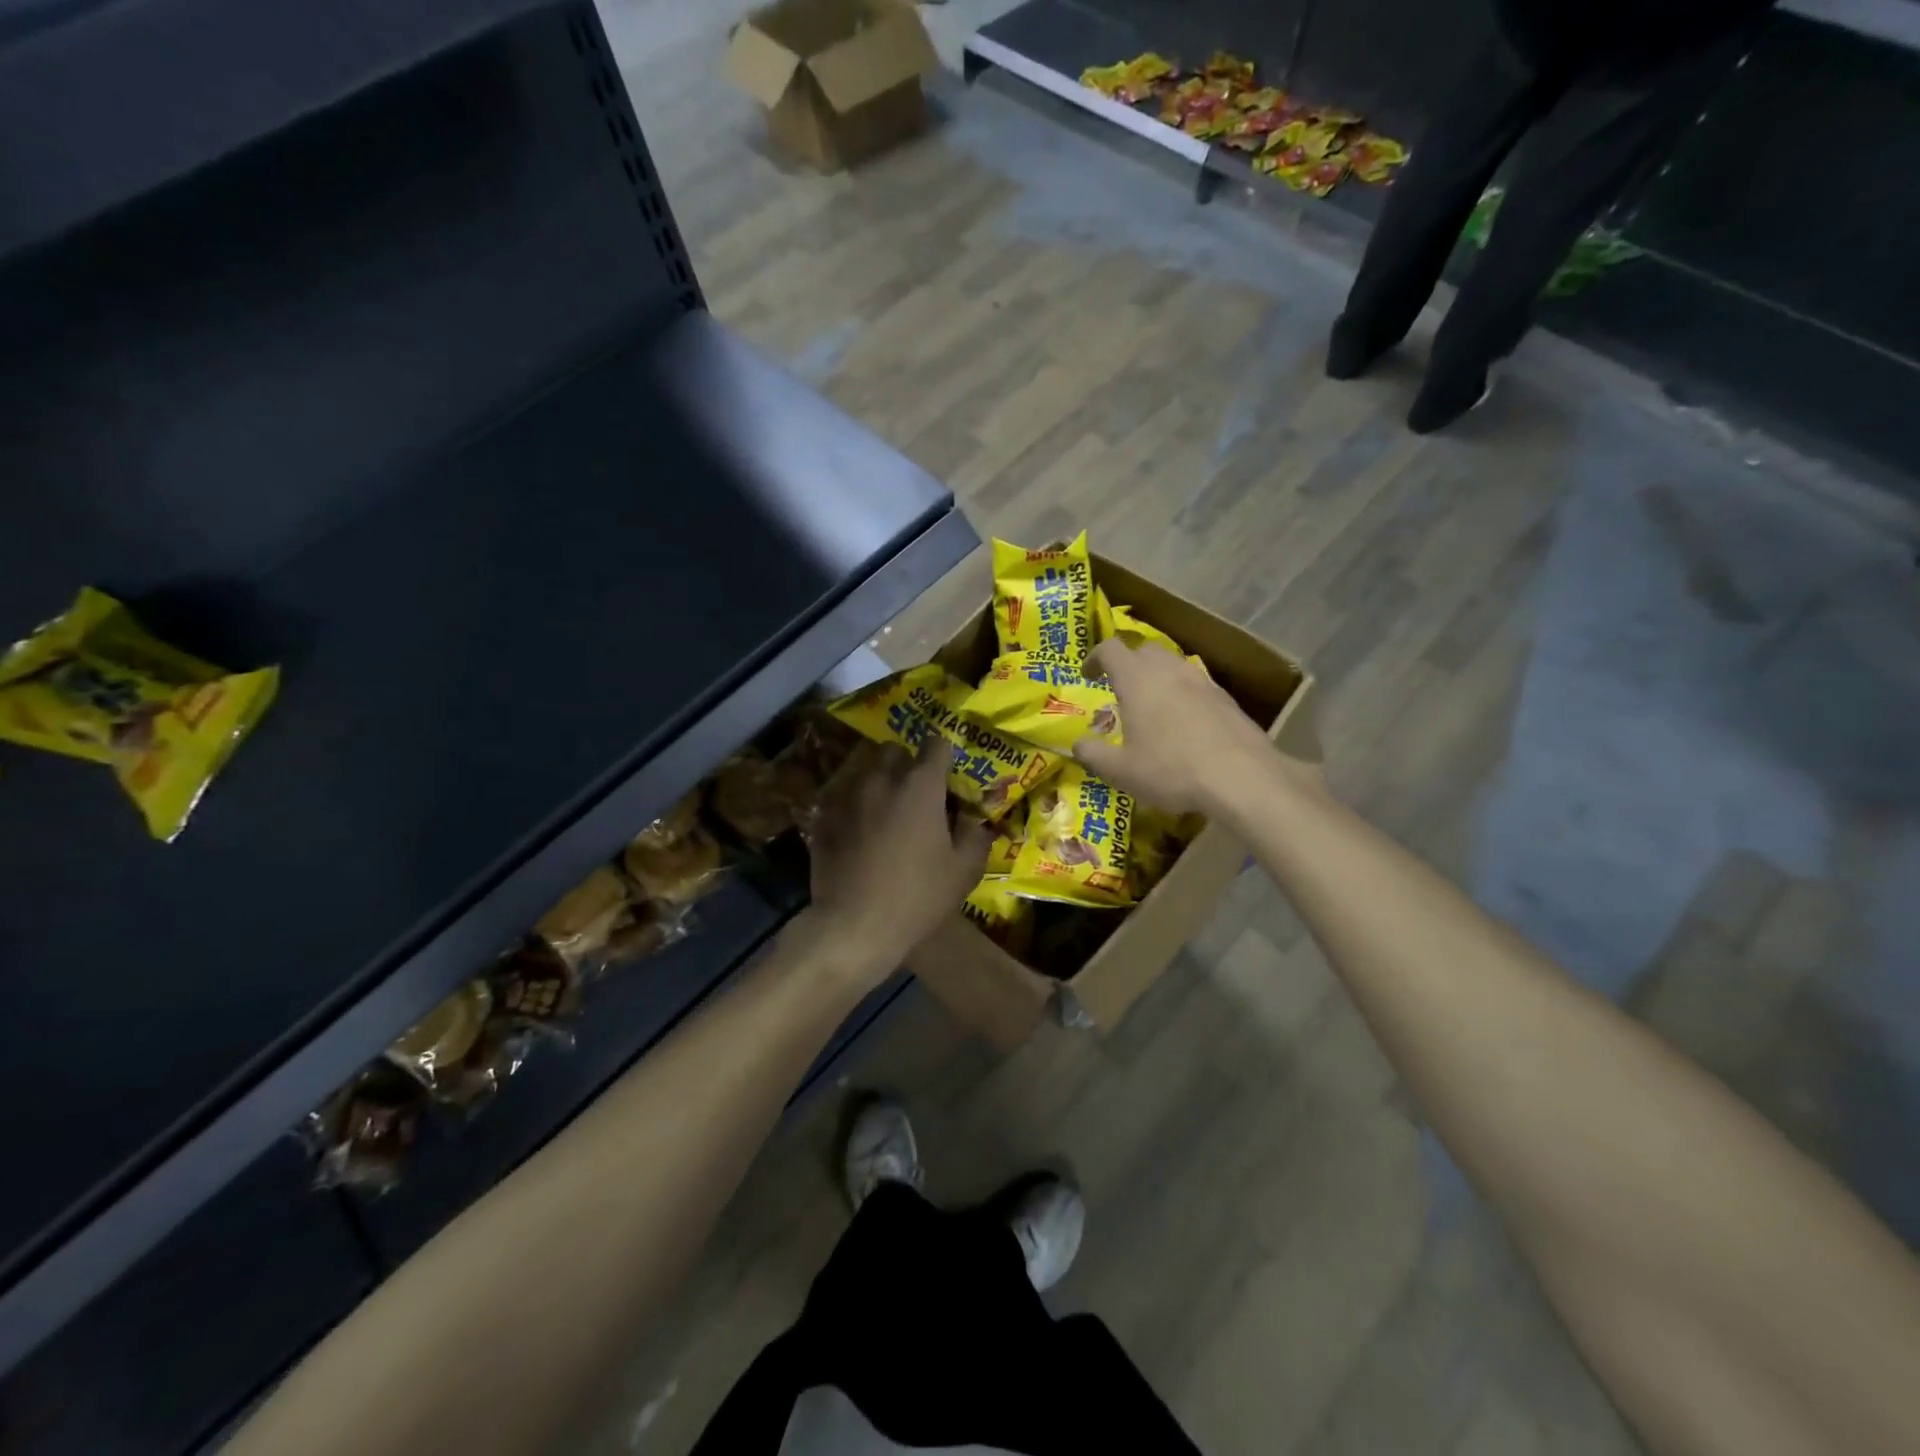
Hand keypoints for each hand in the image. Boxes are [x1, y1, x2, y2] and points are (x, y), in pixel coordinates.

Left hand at [805, 741, 990, 983]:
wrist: (854, 926)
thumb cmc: (917, 897)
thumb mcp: (964, 872)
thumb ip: (976, 836)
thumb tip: (976, 821)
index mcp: (920, 786)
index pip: (935, 744)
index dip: (944, 752)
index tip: (947, 770)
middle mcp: (882, 780)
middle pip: (894, 751)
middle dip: (906, 763)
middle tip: (916, 792)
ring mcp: (847, 797)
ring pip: (864, 772)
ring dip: (878, 782)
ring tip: (885, 810)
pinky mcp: (823, 818)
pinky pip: (841, 798)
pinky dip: (852, 806)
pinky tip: (857, 830)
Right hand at [1076, 640, 1289, 816]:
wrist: (1241, 777)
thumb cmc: (1170, 769)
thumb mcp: (1120, 770)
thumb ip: (1093, 754)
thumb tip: (1076, 745)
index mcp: (1137, 679)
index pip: (1110, 649)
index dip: (1095, 658)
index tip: (1088, 676)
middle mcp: (1169, 670)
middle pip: (1144, 650)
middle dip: (1128, 664)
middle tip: (1120, 690)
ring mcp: (1202, 680)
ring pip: (1173, 665)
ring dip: (1157, 677)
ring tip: (1152, 706)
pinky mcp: (1226, 698)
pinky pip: (1195, 684)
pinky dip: (1182, 694)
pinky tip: (1184, 724)